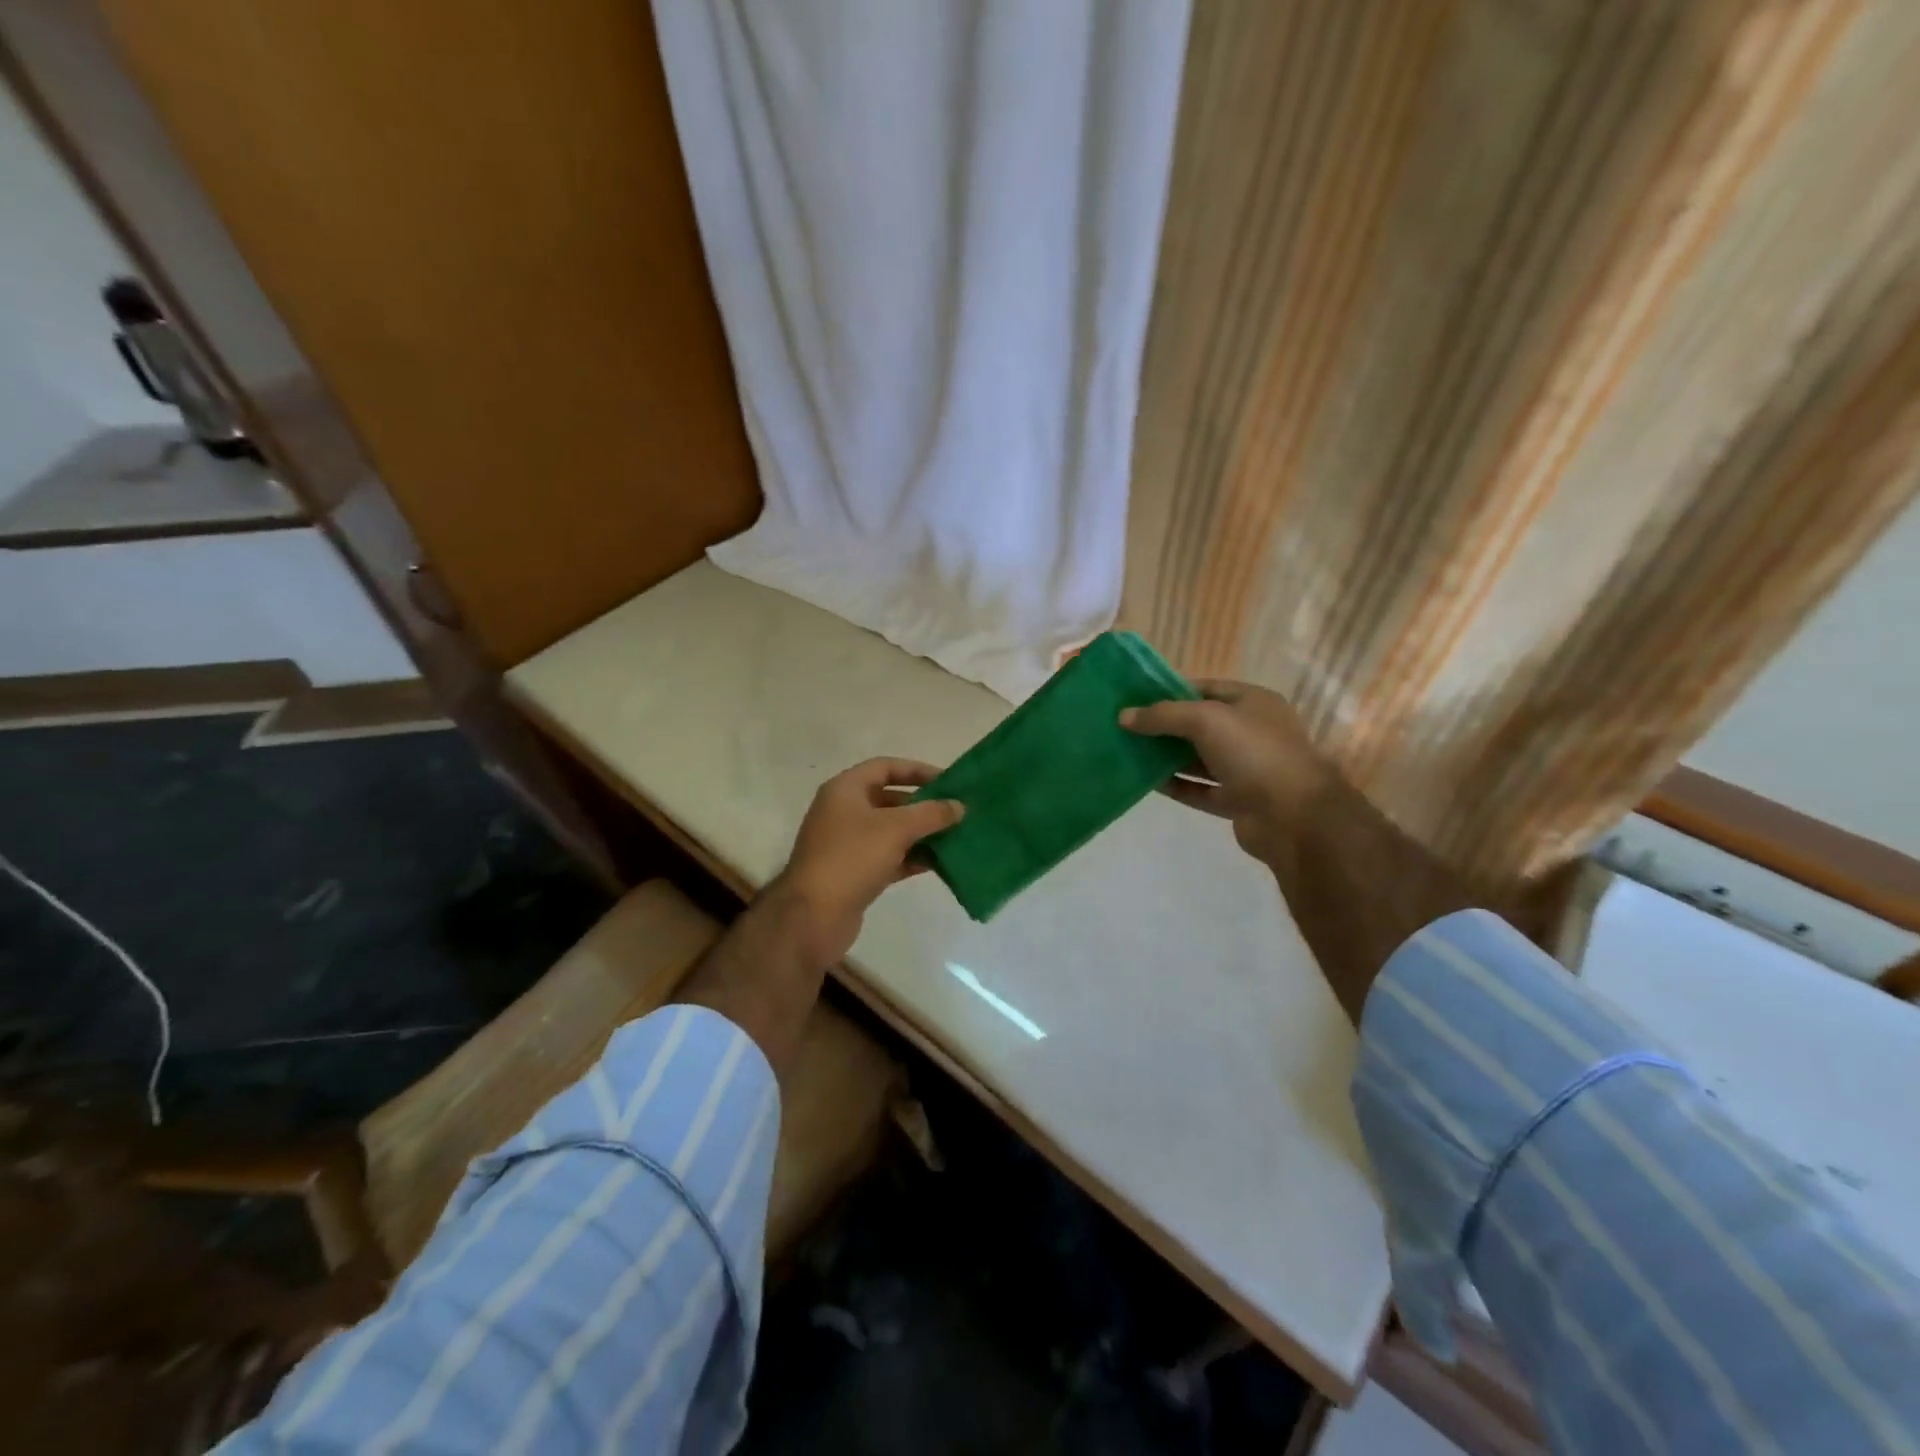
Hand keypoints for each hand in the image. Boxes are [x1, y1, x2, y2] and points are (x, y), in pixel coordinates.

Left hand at [769, 758, 964, 965]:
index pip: (885, 767)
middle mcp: (843, 812)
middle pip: (889, 799)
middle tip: (955, 812)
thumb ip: (931, 814)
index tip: (948, 782)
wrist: (813, 915)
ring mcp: (847, 844)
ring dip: (921, 834)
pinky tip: (938, 863)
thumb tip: (959, 806)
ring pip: (891, 831)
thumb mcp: (896, 828)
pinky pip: (889, 857)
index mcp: (845, 790)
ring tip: (954, 837)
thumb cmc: (852, 857)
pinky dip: (911, 858)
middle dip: (923, 805)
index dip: (917, 770)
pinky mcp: (854, 873)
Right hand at [1121, 680, 1333, 868]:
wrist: (1295, 816)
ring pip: (1197, 758)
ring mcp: (1245, 769)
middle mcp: (1250, 732)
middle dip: (1164, 725)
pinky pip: (1199, 789)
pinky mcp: (1237, 801)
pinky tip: (1146, 782)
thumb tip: (1124, 716)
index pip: (1205, 688)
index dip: (1170, 691)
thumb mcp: (1206, 720)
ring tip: (1128, 752)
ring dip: (1166, 756)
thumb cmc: (1254, 753)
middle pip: (1199, 724)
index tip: (1135, 698)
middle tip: (1124, 727)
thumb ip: (1163, 716)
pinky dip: (1176, 785)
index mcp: (1253, 703)